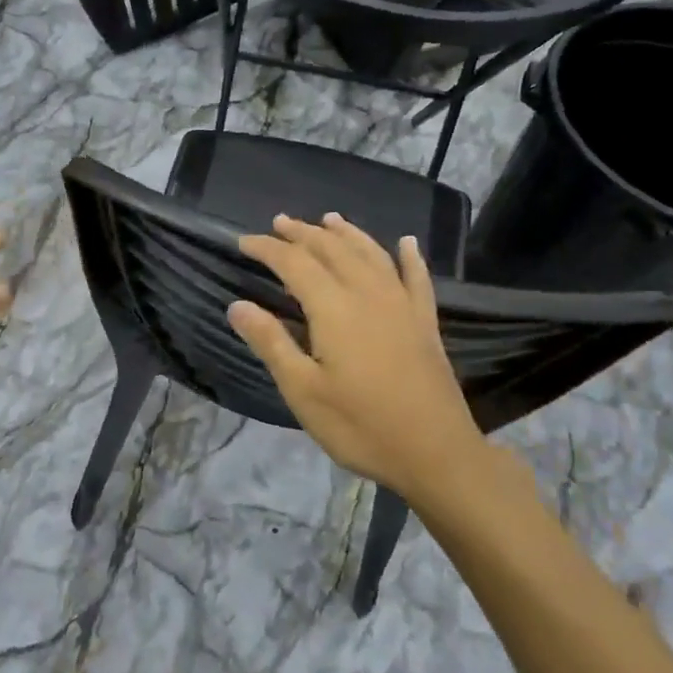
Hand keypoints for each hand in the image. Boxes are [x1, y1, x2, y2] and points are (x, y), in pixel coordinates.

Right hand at [228, 214, 493, 505]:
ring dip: (347, 234)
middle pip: (332, 250)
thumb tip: (238, 305)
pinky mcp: (425, 323)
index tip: (243, 241)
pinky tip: (407, 243)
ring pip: (372, 254)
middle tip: (280, 222)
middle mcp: (368, 294)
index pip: (294, 264)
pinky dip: (410, 256)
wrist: (435, 452)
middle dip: (303, 233)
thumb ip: (270, 343)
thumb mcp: (303, 390)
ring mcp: (402, 305)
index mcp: (334, 309)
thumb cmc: (360, 425)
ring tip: (329, 219)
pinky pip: (417, 277)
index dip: (268, 249)